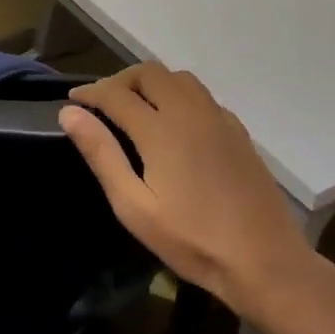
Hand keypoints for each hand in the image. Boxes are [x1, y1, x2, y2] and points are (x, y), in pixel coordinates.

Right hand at [58, 63, 306, 310]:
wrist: (264, 260)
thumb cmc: (191, 240)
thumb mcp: (134, 206)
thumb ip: (101, 154)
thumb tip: (70, 114)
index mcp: (161, 129)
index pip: (115, 93)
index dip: (90, 93)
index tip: (72, 101)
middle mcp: (190, 112)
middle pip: (150, 73)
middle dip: (120, 81)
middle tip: (103, 105)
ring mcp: (219, 118)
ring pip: (179, 78)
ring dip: (152, 83)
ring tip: (136, 109)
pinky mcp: (238, 131)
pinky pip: (202, 96)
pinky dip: (179, 96)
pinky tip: (175, 125)